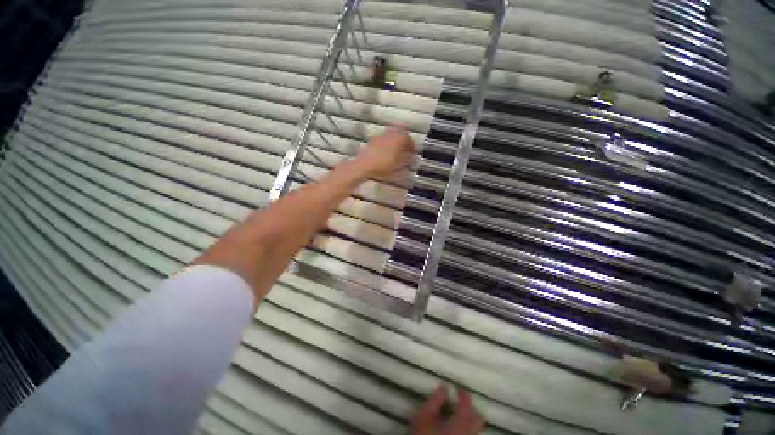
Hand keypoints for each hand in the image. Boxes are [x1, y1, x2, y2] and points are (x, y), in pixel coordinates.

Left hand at [354, 126, 414, 178]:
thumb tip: (411, 156)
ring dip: (394, 142)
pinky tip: (385, 153)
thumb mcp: (400, 164)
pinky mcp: (372, 141)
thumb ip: (407, 159)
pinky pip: (383, 140)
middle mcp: (390, 134)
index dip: (411, 146)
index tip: (412, 152)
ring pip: (391, 135)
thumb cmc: (384, 164)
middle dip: (403, 140)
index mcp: (399, 138)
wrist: (365, 165)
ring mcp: (380, 136)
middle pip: (400, 133)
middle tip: (405, 149)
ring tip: (395, 152)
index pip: (409, 138)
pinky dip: (386, 145)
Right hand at [411, 386, 485, 434]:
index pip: (467, 403)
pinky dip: (466, 427)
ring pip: (475, 428)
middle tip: (460, 400)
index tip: (456, 386)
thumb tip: (444, 387)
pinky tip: (455, 427)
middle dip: (470, 407)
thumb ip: (435, 399)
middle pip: (478, 418)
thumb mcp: (424, 415)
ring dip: (469, 418)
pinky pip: (471, 434)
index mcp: (461, 423)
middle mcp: (469, 433)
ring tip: (457, 412)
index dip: (463, 393)